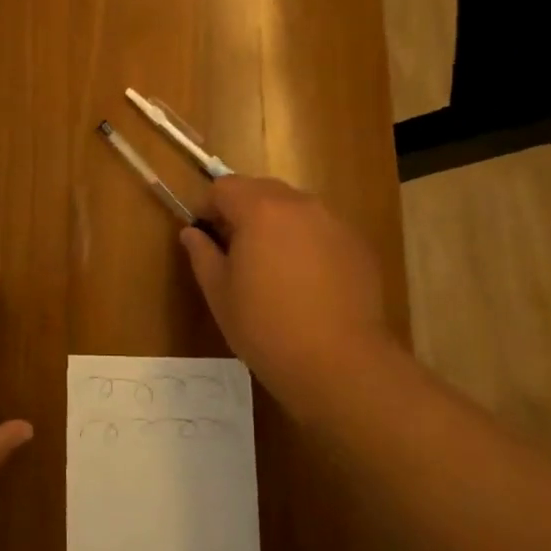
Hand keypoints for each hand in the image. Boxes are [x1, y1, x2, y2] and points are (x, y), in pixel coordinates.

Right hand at [180, 176, 403, 411]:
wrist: (340, 364)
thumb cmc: (266, 327)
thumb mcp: (219, 292)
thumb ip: (202, 254)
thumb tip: (192, 233)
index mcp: (259, 210)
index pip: (224, 187)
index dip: (208, 207)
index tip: (204, 234)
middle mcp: (299, 205)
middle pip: (262, 190)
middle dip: (243, 209)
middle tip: (234, 249)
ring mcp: (334, 223)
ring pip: (295, 208)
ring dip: (276, 223)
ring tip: (272, 265)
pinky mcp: (358, 246)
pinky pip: (322, 230)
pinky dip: (306, 242)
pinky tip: (306, 281)